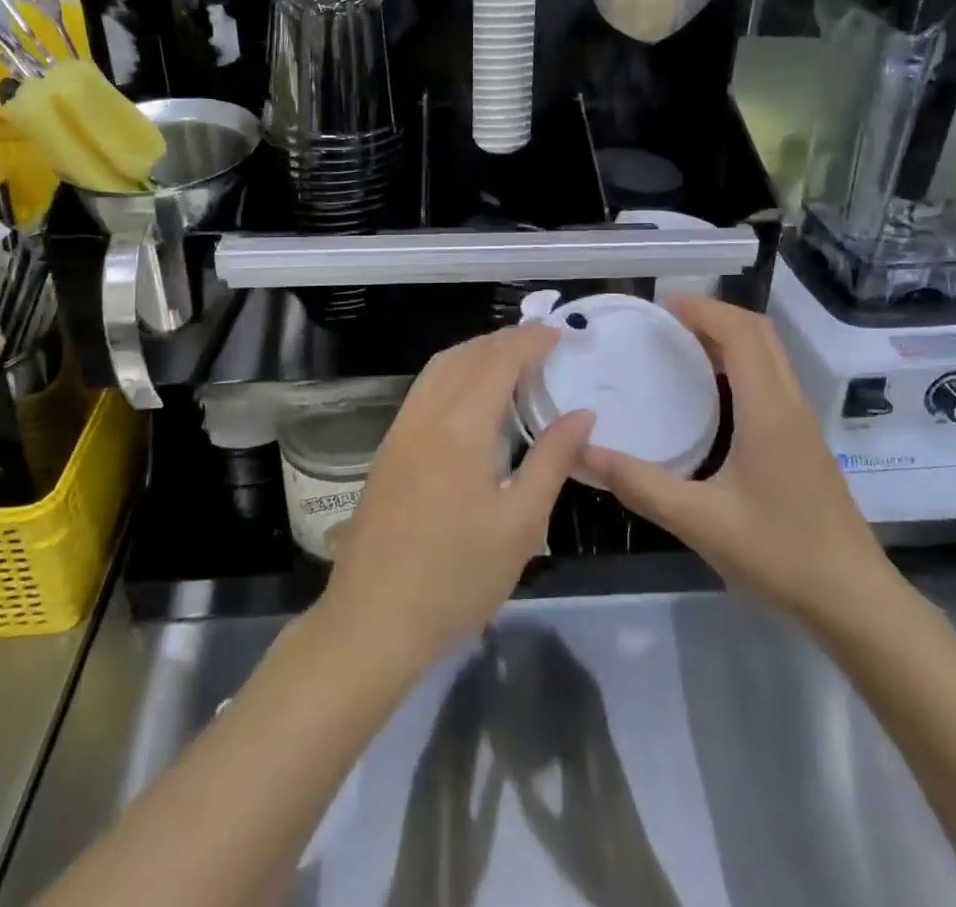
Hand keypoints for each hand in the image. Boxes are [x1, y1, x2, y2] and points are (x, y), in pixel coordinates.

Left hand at [318, 325, 593, 674]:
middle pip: (466, 354)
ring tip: (512, 361)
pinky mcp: (388, 450)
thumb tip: (583, 414)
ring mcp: (401, 431)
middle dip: (505, 339)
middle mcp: (426, 414)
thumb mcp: (521, 523)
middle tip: (543, 343)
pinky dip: (454, 374)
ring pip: (440, 368)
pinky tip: (472, 399)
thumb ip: (553, 460)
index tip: (560, 333)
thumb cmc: (456, 577)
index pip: (499, 359)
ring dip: (477, 352)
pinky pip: (425, 389)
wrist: (372, 622)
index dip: (531, 340)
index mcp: (460, 425)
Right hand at [583, 296, 901, 636]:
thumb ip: (640, 484)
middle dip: (716, 315)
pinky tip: (712, 394)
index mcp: (769, 410)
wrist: (855, 603)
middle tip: (668, 320)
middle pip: (760, 334)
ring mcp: (801, 424)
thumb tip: (585, 453)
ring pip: (770, 357)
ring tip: (682, 345)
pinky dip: (740, 364)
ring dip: (730, 338)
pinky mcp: (803, 444)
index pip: (742, 334)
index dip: (704, 309)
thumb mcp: (700, 522)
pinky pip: (771, 380)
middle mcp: (790, 405)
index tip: (662, 305)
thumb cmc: (781, 555)